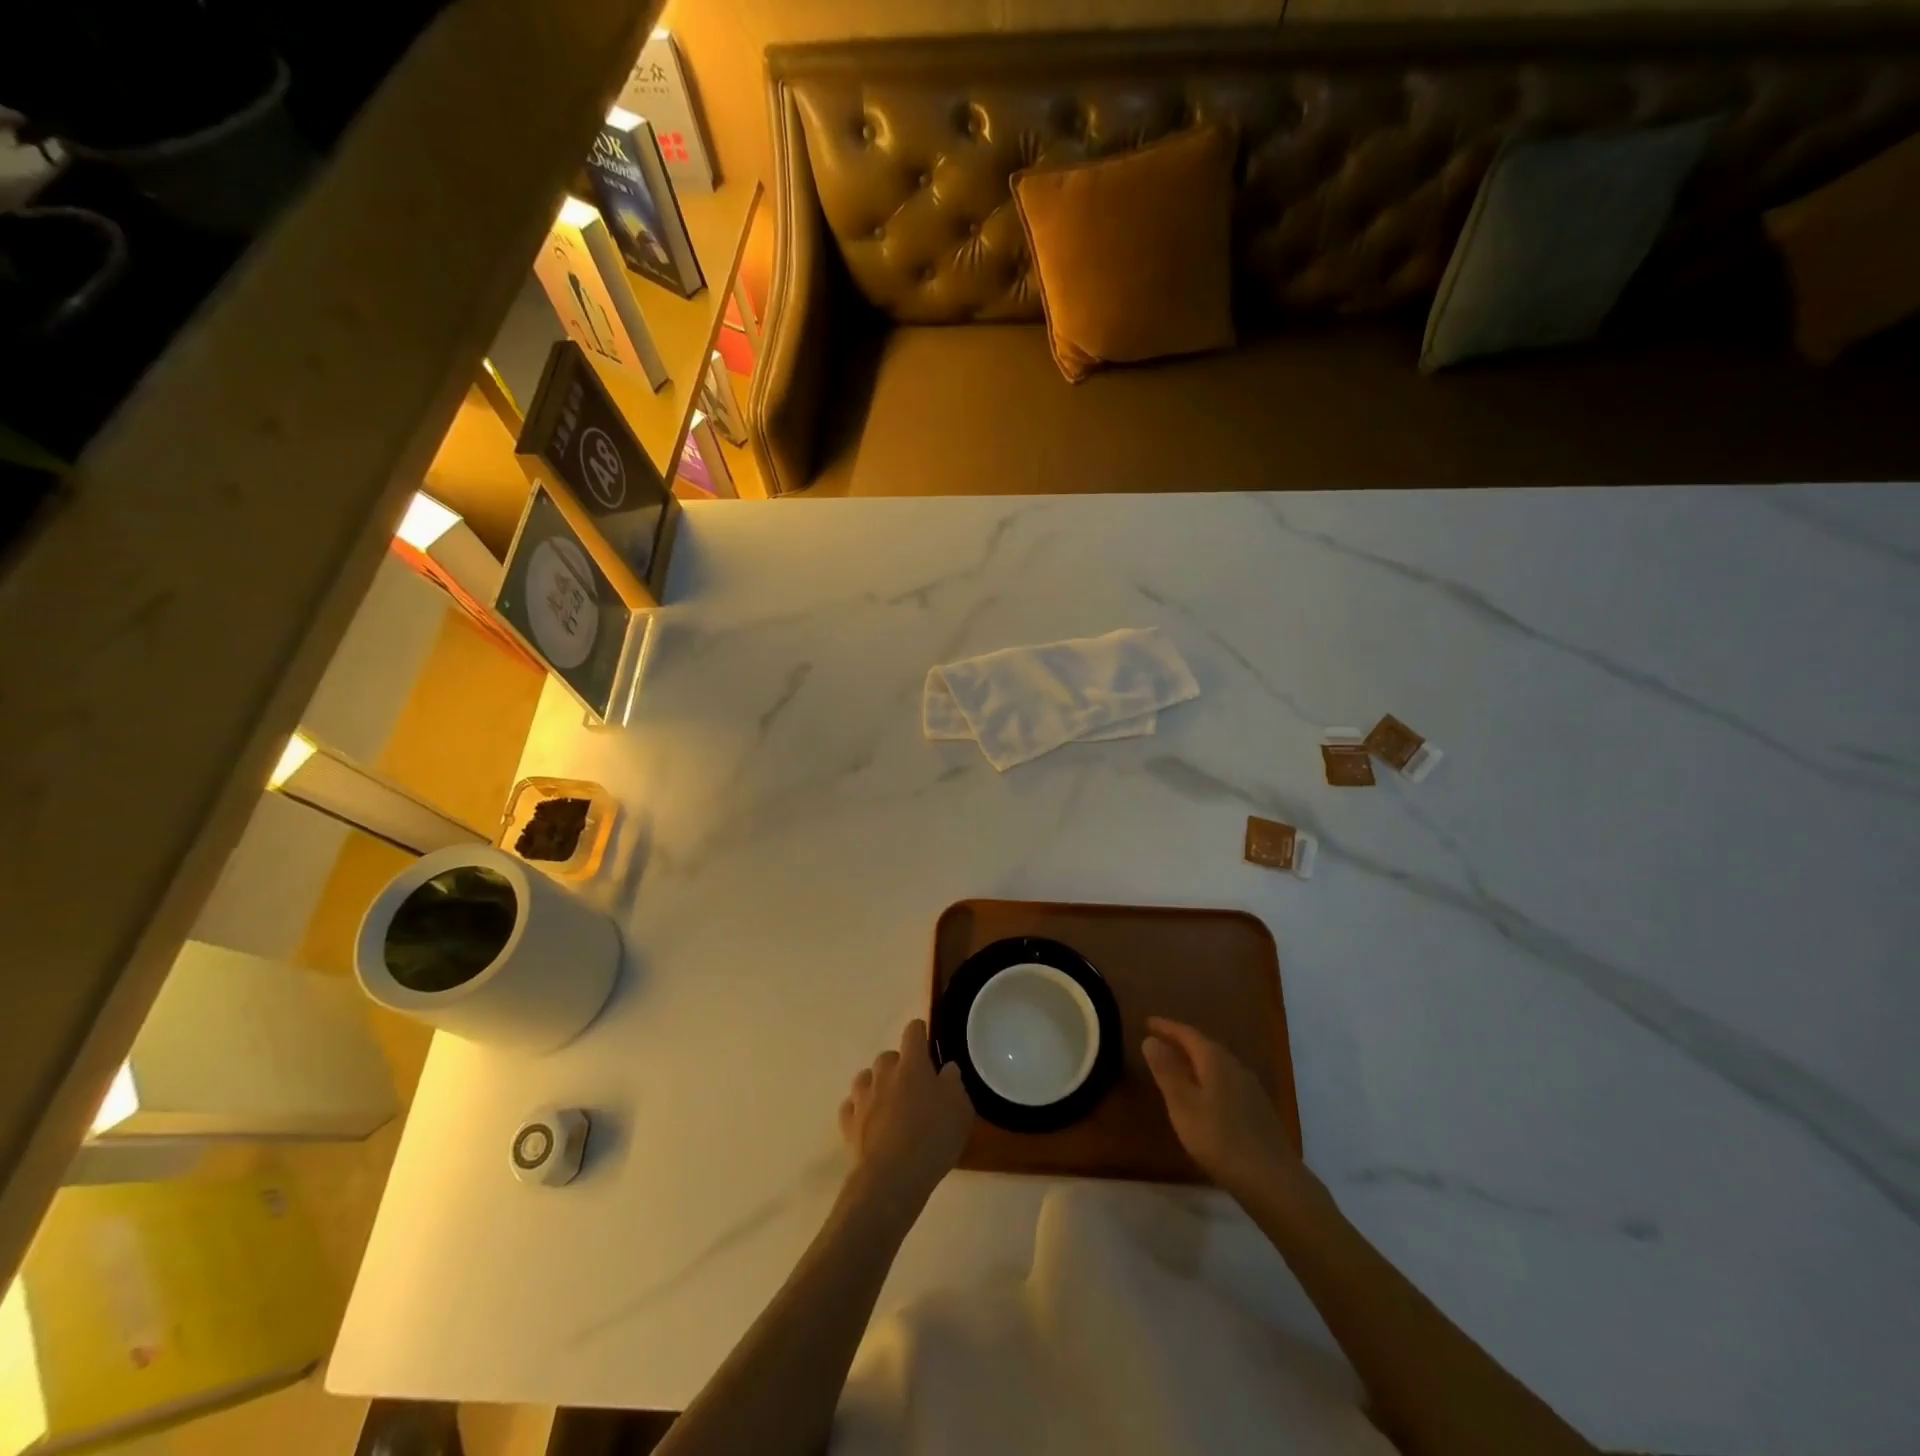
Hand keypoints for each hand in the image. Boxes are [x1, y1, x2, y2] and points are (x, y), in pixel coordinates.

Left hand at [838, 1020, 972, 1207]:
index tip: (928, 1046)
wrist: (892, 1177)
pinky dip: (860, 1110)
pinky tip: (869, 1123)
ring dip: (877, 1085)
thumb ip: (953, 1082)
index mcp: (912, 1064)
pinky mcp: (848, 1123)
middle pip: (888, 1056)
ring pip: (866, 1078)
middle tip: (914, 1087)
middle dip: (899, 1066)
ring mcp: (862, 1097)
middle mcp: (884, 1073)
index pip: (913, 1031)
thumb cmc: (932, 1138)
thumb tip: (946, 1068)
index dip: (920, 1033)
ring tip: (889, 1105)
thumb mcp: (960, 1109)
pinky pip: (852, 1106)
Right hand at [1142, 1016, 1312, 1202]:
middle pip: (1205, 1046)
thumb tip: (1150, 1040)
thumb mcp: (1183, 1105)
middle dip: (1182, 1042)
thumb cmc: (1220, 1139)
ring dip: (1196, 1061)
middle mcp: (1236, 1067)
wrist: (1273, 1181)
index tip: (1148, 1022)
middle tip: (1160, 1041)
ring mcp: (1251, 1089)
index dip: (1167, 1027)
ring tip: (1178, 1067)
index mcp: (1216, 1060)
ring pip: (1218, 1065)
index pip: (1187, 1034)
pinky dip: (1209, 1079)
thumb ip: (1167, 1071)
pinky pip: (1227, 1082)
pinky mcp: (1258, 1110)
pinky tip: (1205, 1096)